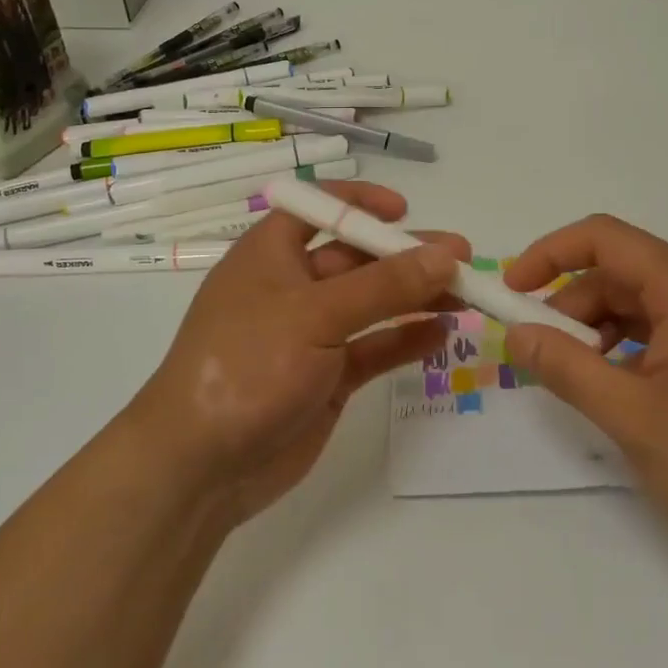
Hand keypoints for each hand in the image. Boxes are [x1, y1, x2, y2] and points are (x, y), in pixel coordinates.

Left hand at [129, 183, 468, 525]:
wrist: (199, 466)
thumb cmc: (246, 365)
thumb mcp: (315, 315)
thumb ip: (383, 285)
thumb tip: (445, 255)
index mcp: (272, 253)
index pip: (318, 208)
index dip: (360, 201)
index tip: (404, 210)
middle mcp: (293, 286)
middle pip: (358, 257)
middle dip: (407, 255)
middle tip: (464, 258)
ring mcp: (311, 335)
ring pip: (373, 304)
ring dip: (416, 297)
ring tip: (468, 296)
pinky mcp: (328, 377)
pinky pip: (374, 348)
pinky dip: (406, 339)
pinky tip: (443, 334)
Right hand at [502, 214, 667, 565]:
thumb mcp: (632, 417)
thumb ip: (566, 368)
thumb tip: (517, 334)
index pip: (602, 237)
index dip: (548, 254)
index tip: (512, 292)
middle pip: (620, 272)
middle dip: (572, 305)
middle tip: (542, 355)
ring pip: (643, 303)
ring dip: (600, 330)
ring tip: (582, 380)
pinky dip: (632, 348)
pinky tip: (626, 392)